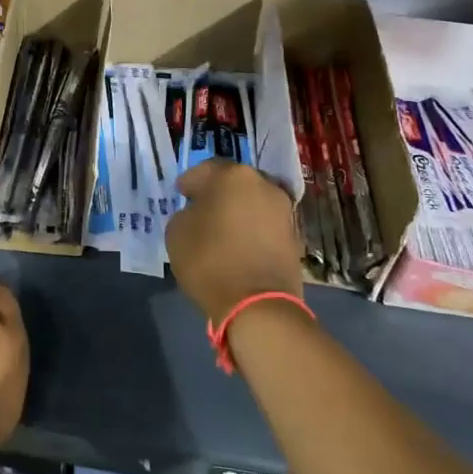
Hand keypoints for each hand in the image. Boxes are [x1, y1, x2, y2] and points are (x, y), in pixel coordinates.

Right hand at [166, 161, 305, 325]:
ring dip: (238, 212)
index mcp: (233, 175)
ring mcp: (284, 210)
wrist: (258, 304)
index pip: (204, 169)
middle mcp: (264, 184)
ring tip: (223, 232)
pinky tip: (240, 247)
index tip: (181, 195)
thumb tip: (199, 213)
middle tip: (202, 211)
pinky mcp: (295, 236)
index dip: (189, 183)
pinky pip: (265, 225)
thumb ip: (187, 213)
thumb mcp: (177, 231)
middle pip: (234, 183)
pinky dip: (253, 231)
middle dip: (218, 194)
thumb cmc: (210, 259)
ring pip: (253, 203)